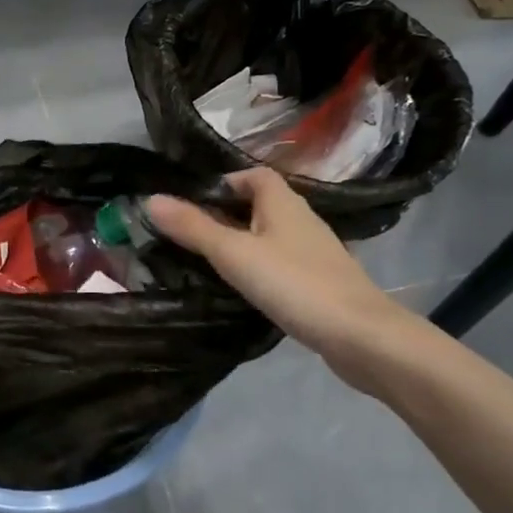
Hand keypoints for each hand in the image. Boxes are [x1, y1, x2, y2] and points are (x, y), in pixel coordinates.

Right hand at [145, 168, 413, 388]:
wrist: (361, 336)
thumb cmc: (294, 283)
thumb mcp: (234, 253)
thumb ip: (193, 227)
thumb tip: (150, 199)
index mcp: (282, 202)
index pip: (252, 175)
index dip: (223, 182)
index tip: (191, 202)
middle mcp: (300, 219)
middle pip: (259, 205)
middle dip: (226, 214)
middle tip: (189, 233)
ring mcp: (314, 252)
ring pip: (270, 236)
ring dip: (242, 242)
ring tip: (208, 262)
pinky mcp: (320, 282)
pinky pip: (281, 263)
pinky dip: (260, 268)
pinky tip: (244, 289)